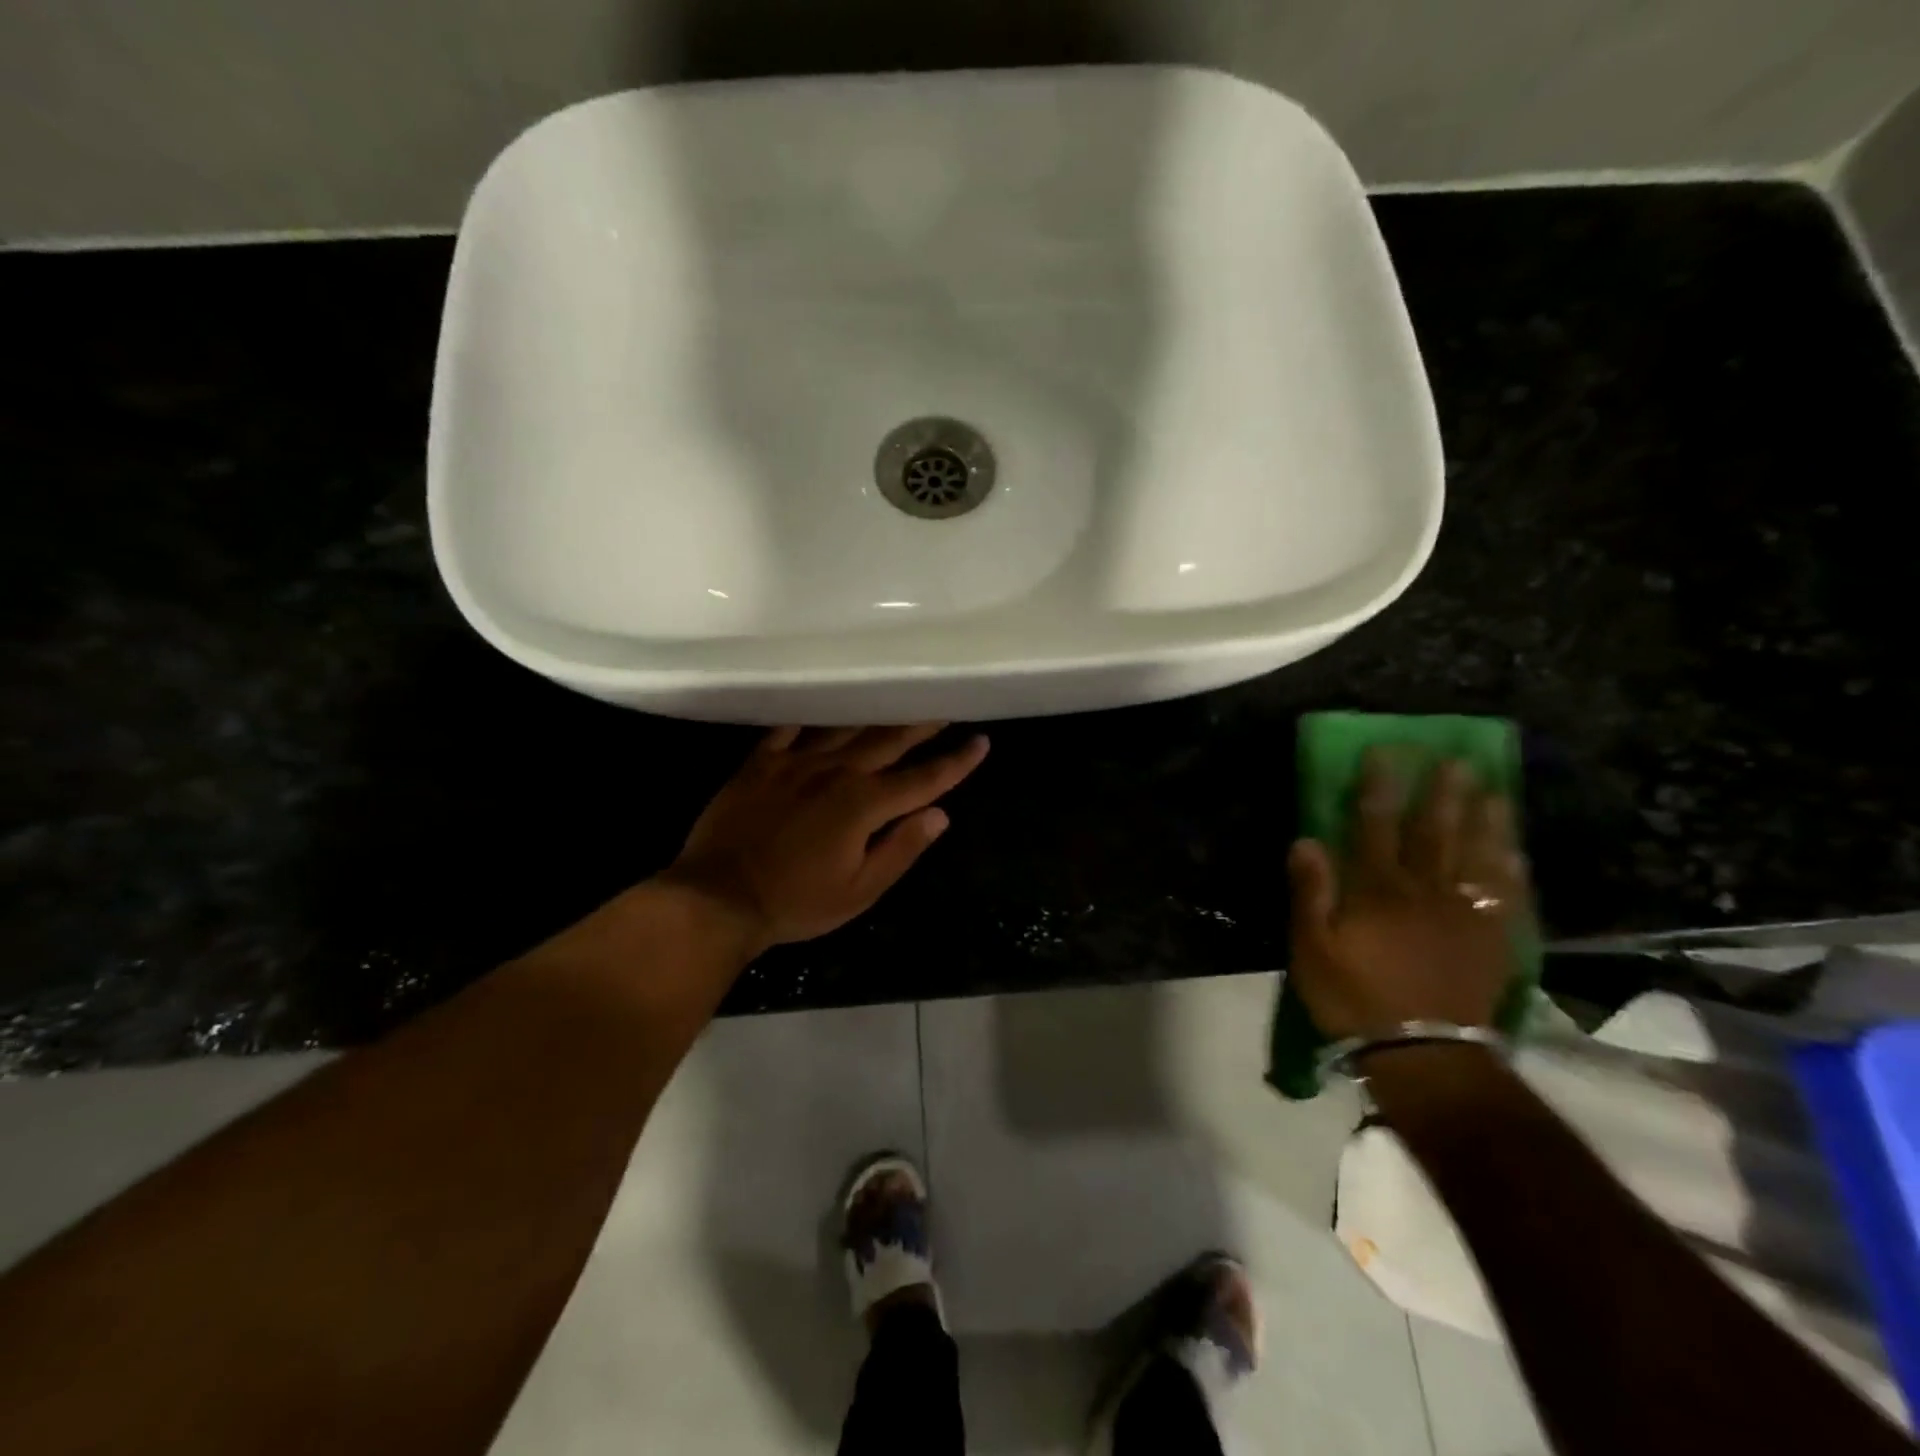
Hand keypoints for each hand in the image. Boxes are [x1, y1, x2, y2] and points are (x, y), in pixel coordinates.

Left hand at [663, 724, 990, 949]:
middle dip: (921, 724)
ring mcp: (795, 763)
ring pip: (844, 728)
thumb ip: (901, 848)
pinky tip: (820, 706)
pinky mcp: (760, 764)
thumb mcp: (860, 890)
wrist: (718, 897)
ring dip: (875, 714)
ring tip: (896, 698)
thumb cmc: (796, 902)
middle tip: (944, 705)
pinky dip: (809, 718)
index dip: (955, 762)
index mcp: (864, 804)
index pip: (922, 779)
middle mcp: (836, 773)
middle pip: (888, 741)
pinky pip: (789, 730)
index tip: (981, 742)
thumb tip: (940, 815)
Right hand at [1286, 754, 1527, 1040]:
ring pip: (1477, 857)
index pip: (1375, 826)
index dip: (1378, 788)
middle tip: (1456, 759)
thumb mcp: (1312, 947)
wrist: (1422, 1054)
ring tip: (1494, 790)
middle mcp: (1425, 891)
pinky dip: (1512, 872)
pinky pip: (1506, 897)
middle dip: (1442, 793)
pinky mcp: (1491, 941)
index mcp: (1378, 890)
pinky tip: (1516, 852)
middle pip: (1436, 832)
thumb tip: (1307, 840)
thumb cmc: (1354, 997)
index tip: (1384, 754)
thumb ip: (1311, 892)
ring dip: (1486, 821)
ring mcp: (1464, 915)